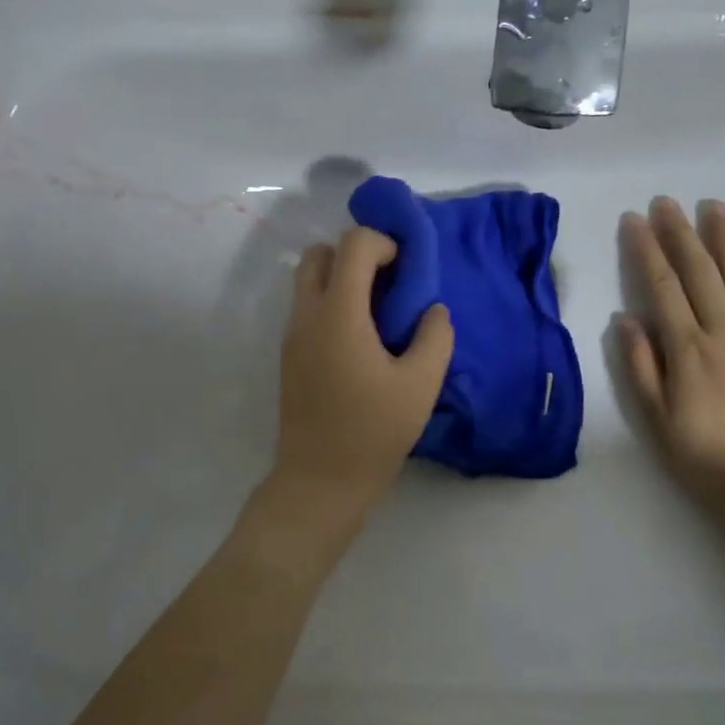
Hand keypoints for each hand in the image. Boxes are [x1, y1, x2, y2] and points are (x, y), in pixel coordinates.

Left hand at [274, 227, 454, 519]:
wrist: (320, 480)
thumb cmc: (373, 431)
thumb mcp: (421, 384)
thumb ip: (435, 337)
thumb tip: (433, 310)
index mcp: (338, 314)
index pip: (353, 245)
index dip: (384, 243)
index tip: (408, 270)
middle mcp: (307, 315)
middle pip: (319, 254)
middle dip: (355, 255)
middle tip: (388, 285)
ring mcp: (291, 336)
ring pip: (307, 282)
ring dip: (341, 280)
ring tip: (377, 315)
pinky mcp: (289, 357)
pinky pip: (306, 310)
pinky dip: (331, 305)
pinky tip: (361, 342)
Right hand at [619, 198, 724, 508]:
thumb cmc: (701, 454)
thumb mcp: (654, 417)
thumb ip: (639, 365)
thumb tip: (626, 318)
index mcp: (686, 349)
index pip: (661, 286)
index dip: (645, 249)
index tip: (634, 220)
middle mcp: (723, 331)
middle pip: (698, 271)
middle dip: (679, 232)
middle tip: (666, 202)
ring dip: (724, 237)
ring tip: (712, 206)